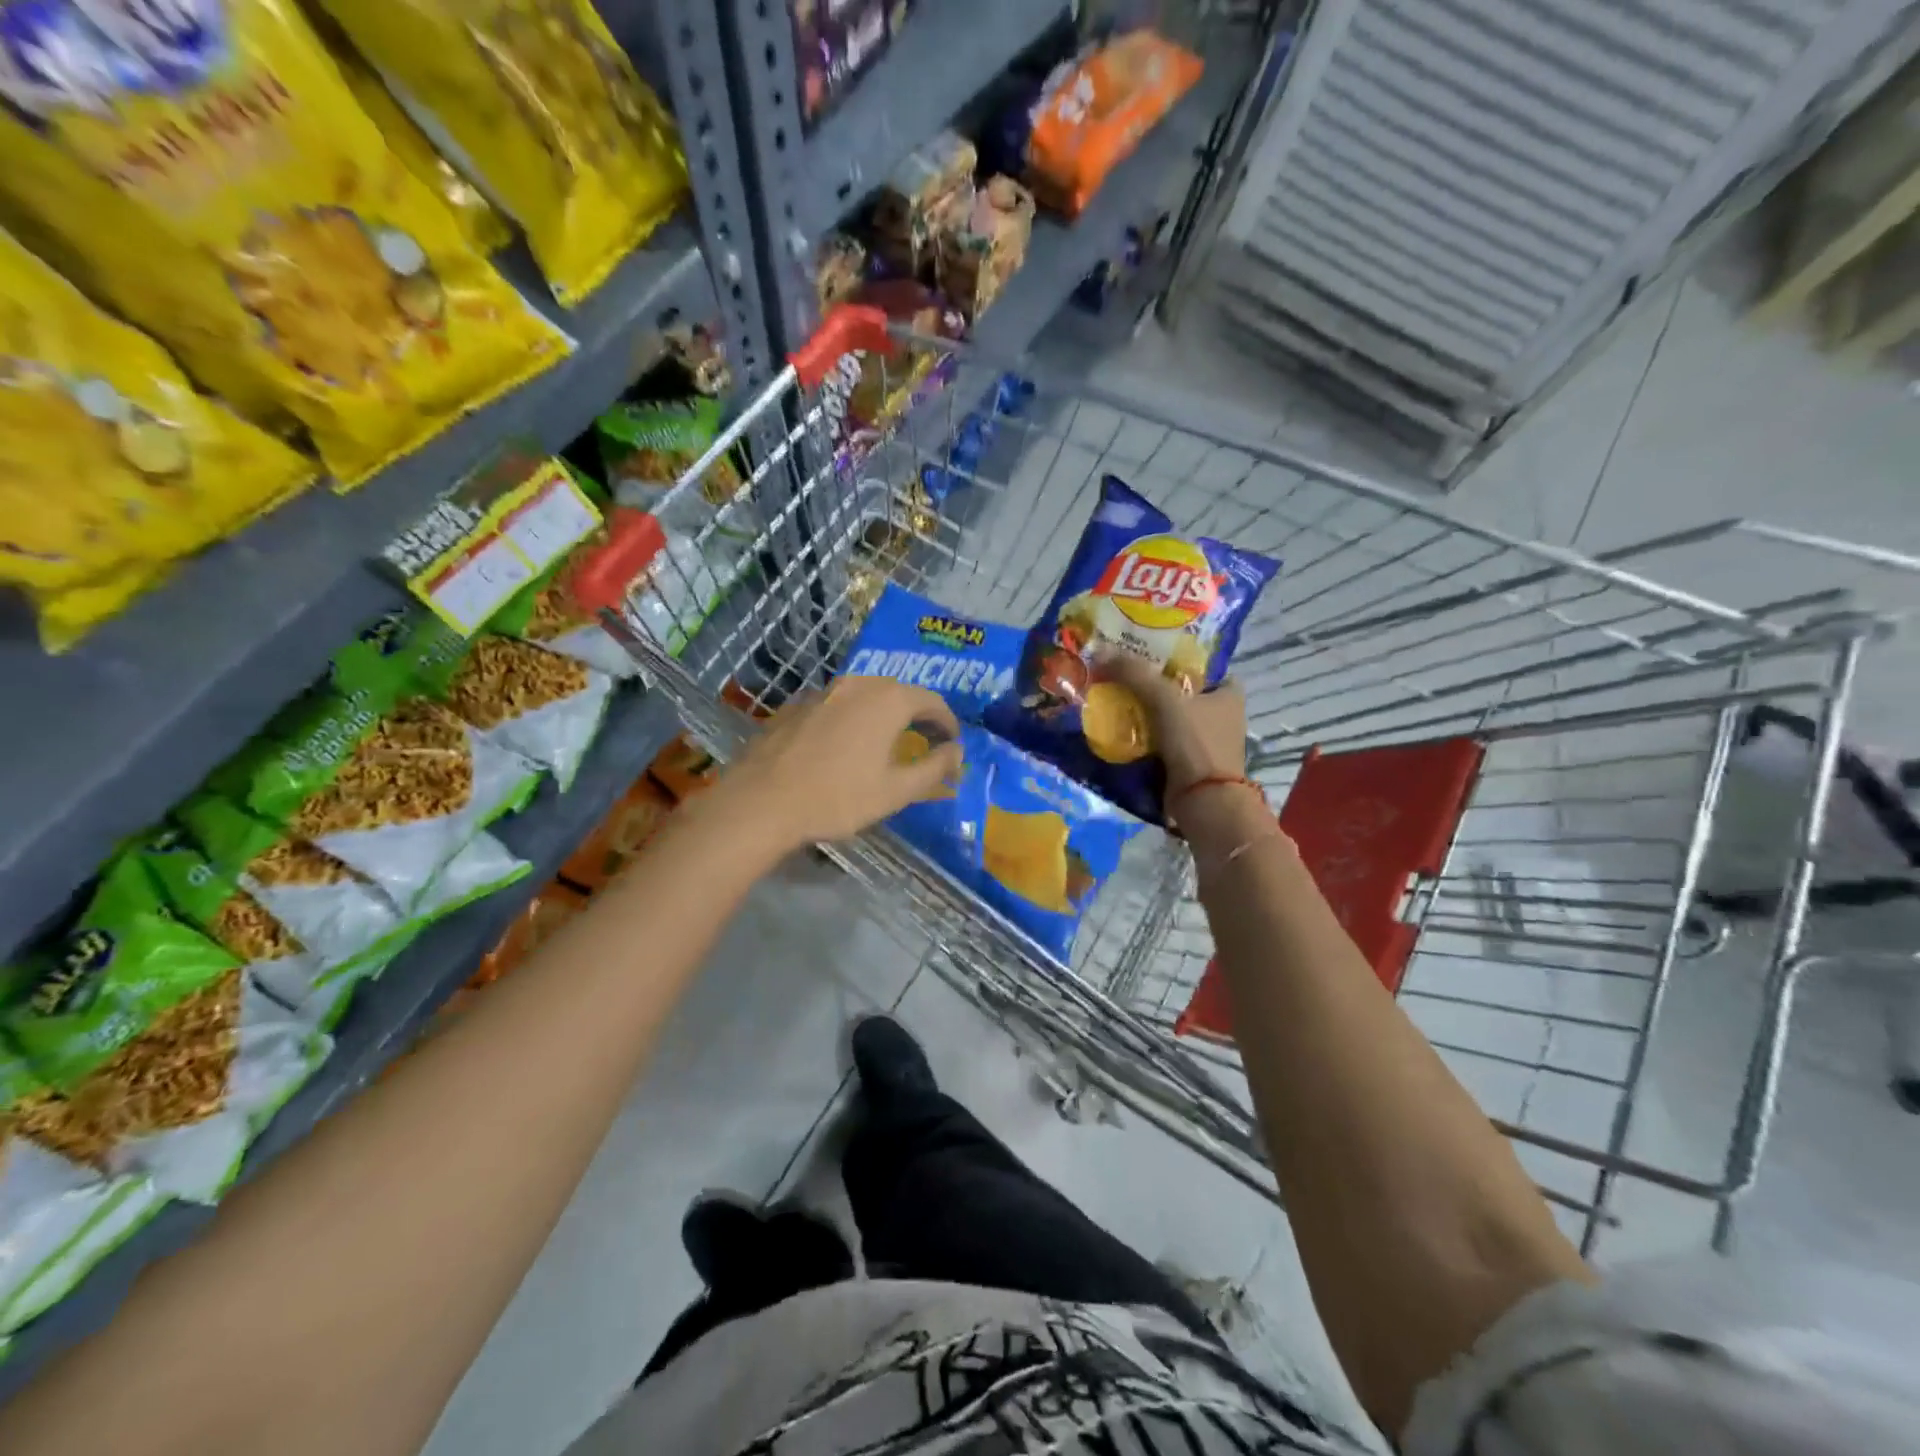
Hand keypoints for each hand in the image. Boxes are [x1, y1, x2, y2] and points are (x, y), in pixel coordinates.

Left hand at [714, 676, 962, 848]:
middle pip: (898, 693)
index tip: (952, 743)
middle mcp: (857, 684)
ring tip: (886, 742)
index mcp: (887, 700)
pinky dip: (852, 719)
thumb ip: (934, 767)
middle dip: (917, 715)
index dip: (948, 722)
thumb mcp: (895, 791)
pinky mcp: (795, 705)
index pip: (931, 701)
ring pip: (865, 696)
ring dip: (882, 715)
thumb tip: (957, 751)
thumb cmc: (837, 797)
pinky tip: (844, 746)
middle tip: (925, 741)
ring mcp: (822, 692)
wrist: (761, 802)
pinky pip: (836, 706)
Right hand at [1096, 651, 1247, 806]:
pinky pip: (1162, 741)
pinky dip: (1144, 736)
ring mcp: (1206, 742)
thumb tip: (1100, 650)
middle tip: (1122, 675)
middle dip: (1154, 686)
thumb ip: (1134, 673)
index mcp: (1229, 694)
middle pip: (1181, 691)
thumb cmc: (1195, 742)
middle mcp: (1222, 715)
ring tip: (1113, 700)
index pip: (1203, 665)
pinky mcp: (1189, 764)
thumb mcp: (1164, 699)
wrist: (1203, 802)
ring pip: (1169, 717)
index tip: (1147, 654)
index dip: (1176, 658)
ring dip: (1145, 712)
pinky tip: (1119, 729)